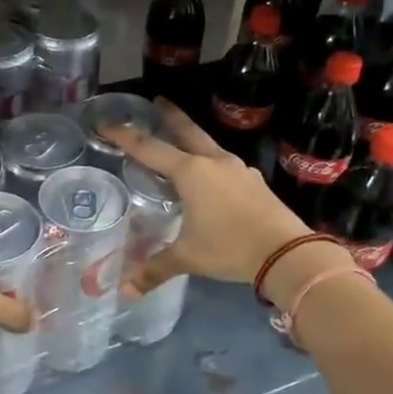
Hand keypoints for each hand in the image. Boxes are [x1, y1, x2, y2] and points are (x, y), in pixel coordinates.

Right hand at [102, 101, 311, 295]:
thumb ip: (155, 269)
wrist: (287, 251)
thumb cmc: (229, 247)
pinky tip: (211, 176)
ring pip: (208, 146)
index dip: (124, 136)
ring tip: (182, 142)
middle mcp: (214, 162)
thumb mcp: (188, 258)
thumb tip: (125, 292)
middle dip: (170, 116)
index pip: (149, 149)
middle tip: (157, 101)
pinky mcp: (254, 181)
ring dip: (193, 139)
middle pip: (187, 131)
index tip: (106, 123)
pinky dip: (211, 162)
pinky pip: (225, 164)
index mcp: (191, 172)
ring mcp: (238, 169)